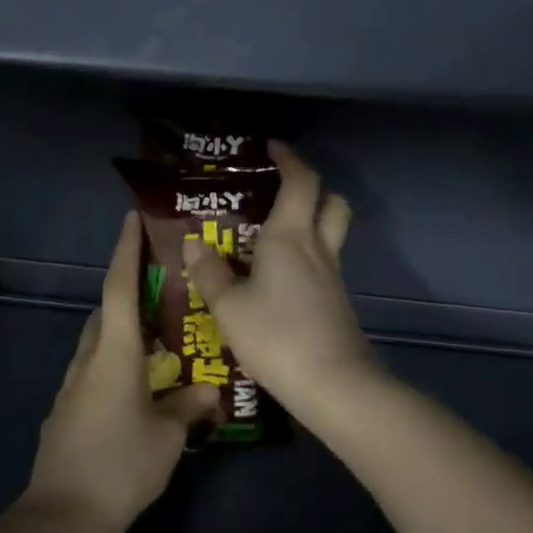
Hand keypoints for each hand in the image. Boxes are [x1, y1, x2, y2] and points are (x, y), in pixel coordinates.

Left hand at [23, 212, 217, 532]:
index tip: (132, 219)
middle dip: (130, 290)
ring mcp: (73, 386)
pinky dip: (116, 359)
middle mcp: (88, 360)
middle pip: (107, 311)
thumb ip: (189, 406)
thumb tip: (209, 390)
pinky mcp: (67, 411)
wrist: (62, 517)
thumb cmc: (121, 466)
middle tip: (164, 283)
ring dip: (123, 327)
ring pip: (99, 341)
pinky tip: (140, 381)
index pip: (120, 288)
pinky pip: (95, 369)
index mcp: (114, 353)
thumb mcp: (168, 436)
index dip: (126, 250)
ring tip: (159, 332)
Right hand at [181, 141, 379, 427]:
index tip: (272, 147)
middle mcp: (318, 248)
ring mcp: (333, 277)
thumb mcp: (229, 307)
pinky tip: (279, 280)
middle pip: (331, 201)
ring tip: (272, 236)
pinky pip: (324, 265)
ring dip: (310, 222)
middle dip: (312, 188)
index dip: (290, 158)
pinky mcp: (337, 303)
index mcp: (290, 236)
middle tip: (280, 192)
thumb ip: (210, 273)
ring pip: (331, 233)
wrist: (334, 384)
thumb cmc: (277, 336)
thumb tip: (194, 244)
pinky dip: (307, 258)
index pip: (301, 181)